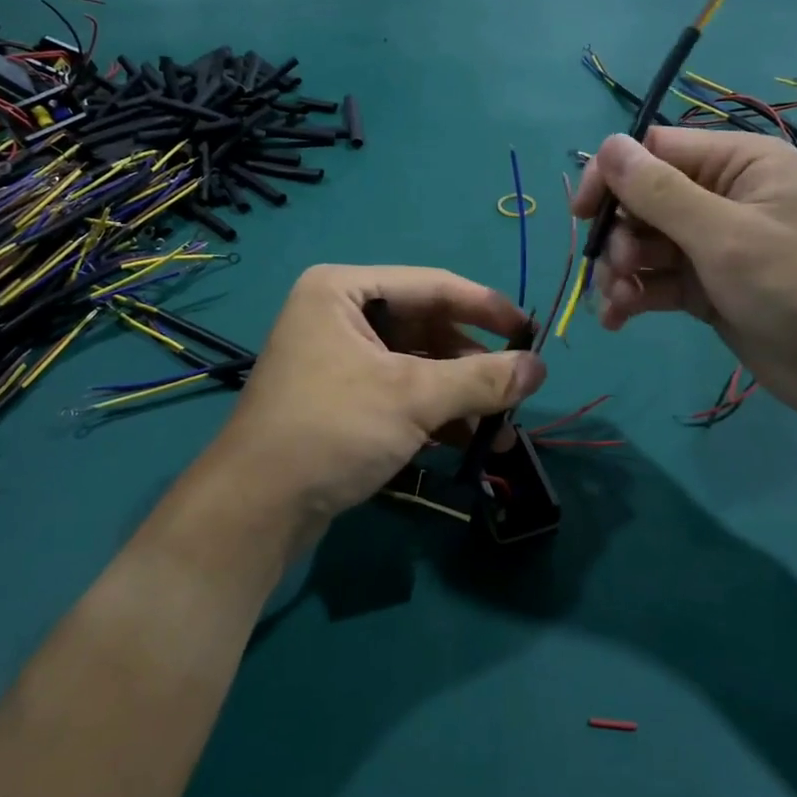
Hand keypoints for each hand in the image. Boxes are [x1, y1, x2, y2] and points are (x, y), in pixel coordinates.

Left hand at [200, 265, 546, 538]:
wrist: (256, 510)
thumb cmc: (332, 430)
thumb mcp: (412, 397)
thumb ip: (481, 379)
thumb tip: (541, 368)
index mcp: (343, 289)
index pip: (432, 286)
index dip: (486, 308)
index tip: (532, 333)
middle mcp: (338, 315)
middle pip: (426, 328)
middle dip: (472, 366)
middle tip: (516, 394)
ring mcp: (338, 359)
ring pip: (416, 366)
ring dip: (459, 398)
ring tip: (499, 435)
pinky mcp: (341, 400)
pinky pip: (399, 394)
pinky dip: (434, 416)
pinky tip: (467, 445)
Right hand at [571, 130, 796, 429]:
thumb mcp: (727, 237)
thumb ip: (661, 193)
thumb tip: (607, 147)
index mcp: (737, 163)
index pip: (654, 151)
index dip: (612, 176)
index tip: (583, 215)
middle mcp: (722, 196)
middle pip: (641, 199)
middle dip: (620, 236)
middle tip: (621, 270)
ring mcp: (712, 244)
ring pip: (642, 243)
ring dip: (620, 271)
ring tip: (619, 303)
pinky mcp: (705, 287)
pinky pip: (654, 280)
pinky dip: (632, 296)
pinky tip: (618, 319)